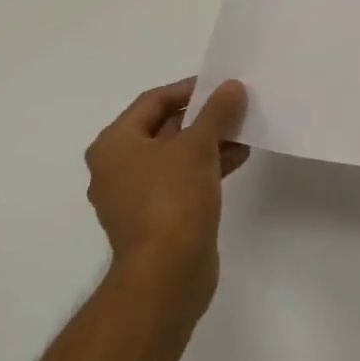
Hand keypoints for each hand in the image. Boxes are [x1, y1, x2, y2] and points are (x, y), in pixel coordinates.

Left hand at [85, 77, 249, 300]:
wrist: (167, 275)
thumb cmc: (172, 199)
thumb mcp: (198, 145)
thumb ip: (216, 111)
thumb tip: (232, 87)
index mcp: (115, 145)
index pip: (152, 101)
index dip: (188, 88)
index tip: (221, 85)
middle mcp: (118, 168)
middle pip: (164, 127)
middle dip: (203, 116)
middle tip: (236, 105)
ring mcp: (137, 196)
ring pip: (177, 155)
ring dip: (210, 141)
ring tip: (245, 130)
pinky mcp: (157, 218)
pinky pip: (183, 179)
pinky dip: (208, 166)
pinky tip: (239, 157)